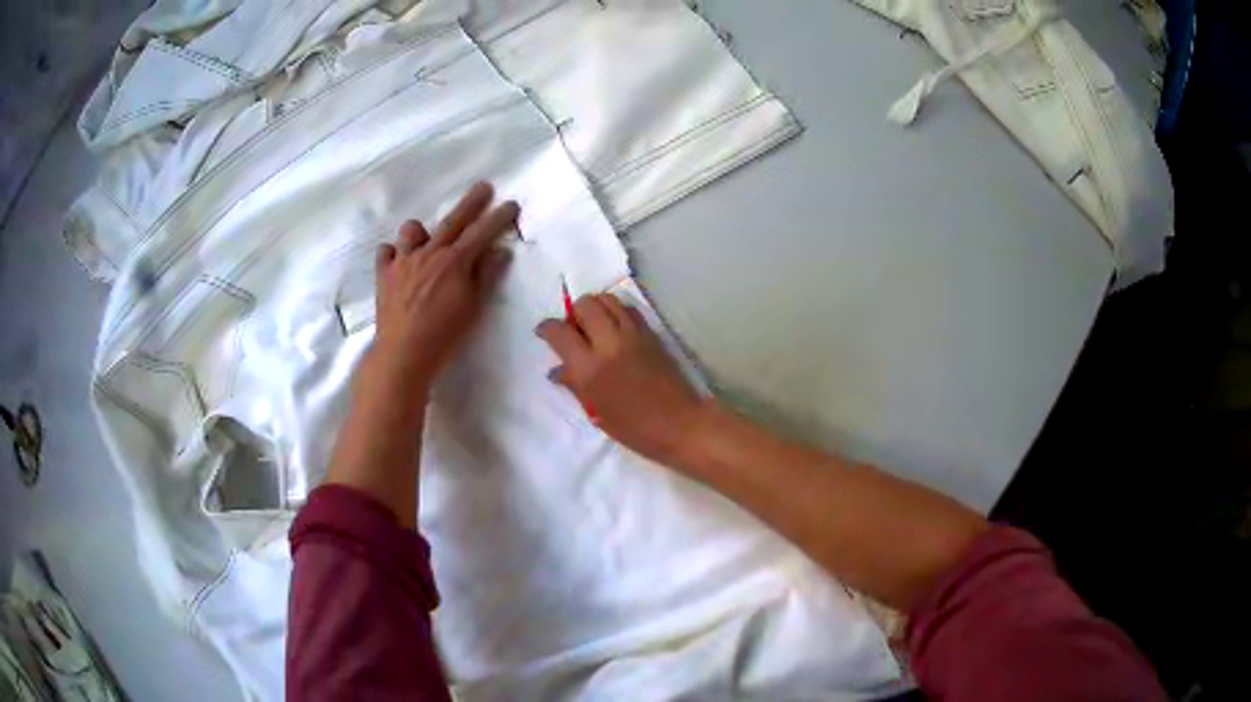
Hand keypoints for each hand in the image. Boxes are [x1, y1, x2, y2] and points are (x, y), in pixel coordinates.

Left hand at [329, 183, 516, 526]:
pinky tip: (397, 260)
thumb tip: (500, 251)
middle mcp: (428, 253)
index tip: (511, 204)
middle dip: (471, 203)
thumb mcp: (473, 307)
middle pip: (453, 220)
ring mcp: (402, 261)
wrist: (403, 353)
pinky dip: (393, 253)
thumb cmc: (444, 334)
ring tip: (426, 239)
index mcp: (454, 261)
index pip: (482, 232)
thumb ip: (486, 275)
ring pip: (412, 231)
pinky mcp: (383, 275)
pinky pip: (386, 253)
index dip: (499, 217)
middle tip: (484, 187)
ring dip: (422, 231)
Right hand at [536, 293, 710, 465]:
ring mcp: (633, 335)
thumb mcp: (597, 412)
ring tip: (595, 326)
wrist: (681, 424)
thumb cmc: (635, 429)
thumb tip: (557, 370)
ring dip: (596, 307)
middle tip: (574, 330)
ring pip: (607, 299)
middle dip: (573, 312)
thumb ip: (575, 385)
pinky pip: (627, 309)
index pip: (560, 332)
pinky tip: (616, 329)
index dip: (546, 328)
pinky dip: (616, 311)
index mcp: (590, 369)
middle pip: (585, 304)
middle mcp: (609, 344)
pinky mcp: (651, 333)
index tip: (544, 332)